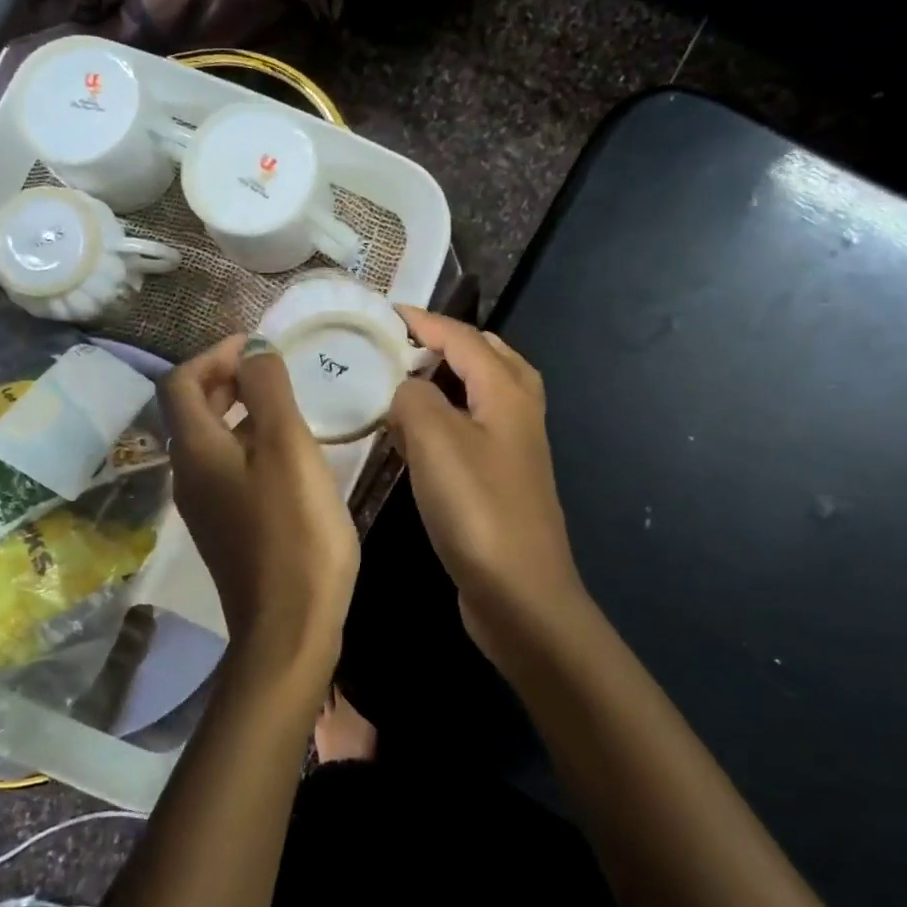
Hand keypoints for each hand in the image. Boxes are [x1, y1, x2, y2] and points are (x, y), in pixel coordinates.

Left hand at [158, 334, 359, 679]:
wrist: (290, 626)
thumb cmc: (294, 531)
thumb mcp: (287, 449)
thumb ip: (269, 390)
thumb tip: (253, 347)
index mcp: (195, 450)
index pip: (182, 381)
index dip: (215, 354)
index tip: (258, 346)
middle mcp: (188, 474)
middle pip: (193, 410)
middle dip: (227, 379)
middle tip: (274, 368)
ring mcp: (205, 505)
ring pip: (213, 441)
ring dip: (241, 412)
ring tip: (288, 404)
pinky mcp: (227, 528)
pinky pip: (229, 469)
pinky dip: (250, 445)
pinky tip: (289, 454)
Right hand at [388, 309, 585, 653]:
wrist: (520, 593)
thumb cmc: (478, 509)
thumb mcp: (435, 440)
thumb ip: (413, 398)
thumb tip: (406, 390)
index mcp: (506, 393)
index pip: (464, 338)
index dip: (426, 322)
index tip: (387, 313)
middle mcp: (518, 414)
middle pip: (489, 359)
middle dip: (449, 344)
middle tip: (405, 345)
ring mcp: (514, 451)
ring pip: (483, 396)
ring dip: (450, 381)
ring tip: (408, 383)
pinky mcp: (502, 483)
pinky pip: (474, 432)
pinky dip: (448, 420)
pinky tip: (418, 440)